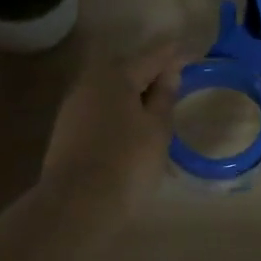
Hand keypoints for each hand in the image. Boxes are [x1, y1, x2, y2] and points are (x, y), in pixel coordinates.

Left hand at [42, 41, 181, 209]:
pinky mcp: (67, 129)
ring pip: (113, 89)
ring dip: (135, 93)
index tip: (194, 54)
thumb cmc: (126, 163)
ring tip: (157, 107)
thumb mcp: (157, 129)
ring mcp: (75, 105)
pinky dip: (119, 111)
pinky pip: (101, 108)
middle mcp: (91, 81)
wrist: (75, 207)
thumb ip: (165, 96)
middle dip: (152, 72)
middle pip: (129, 68)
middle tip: (177, 82)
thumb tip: (169, 72)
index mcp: (116, 75)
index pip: (153, 56)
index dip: (176, 54)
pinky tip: (132, 127)